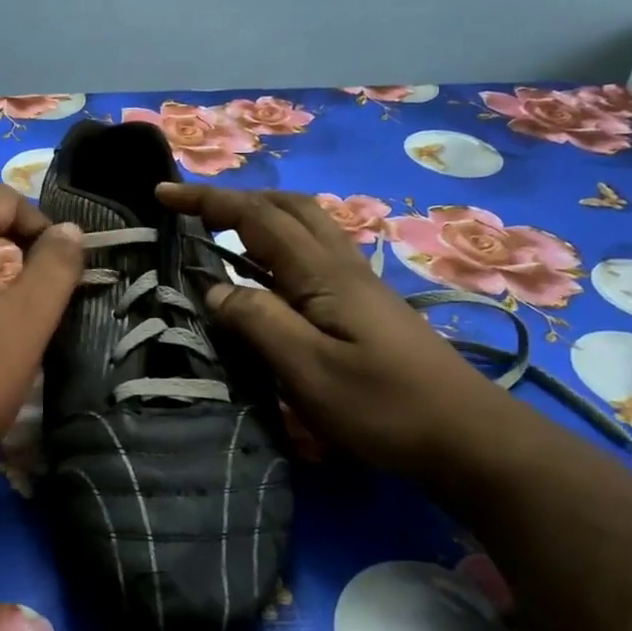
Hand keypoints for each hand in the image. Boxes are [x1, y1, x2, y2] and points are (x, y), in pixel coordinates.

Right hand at [156, 184, 509, 471]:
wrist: (468, 437)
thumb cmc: (384, 407)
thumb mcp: (308, 371)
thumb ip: (258, 322)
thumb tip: (213, 288)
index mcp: (323, 274)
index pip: (256, 218)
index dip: (207, 201)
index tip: (163, 193)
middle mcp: (342, 266)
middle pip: (287, 207)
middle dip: (236, 198)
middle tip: (192, 209)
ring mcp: (359, 284)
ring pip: (305, 226)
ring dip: (260, 216)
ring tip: (221, 232)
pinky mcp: (367, 306)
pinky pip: (314, 253)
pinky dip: (279, 245)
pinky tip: (268, 274)